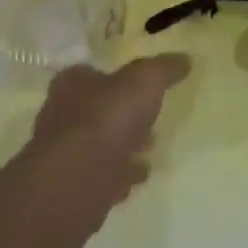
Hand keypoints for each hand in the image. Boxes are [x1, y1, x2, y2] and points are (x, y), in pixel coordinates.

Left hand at [21, 54, 190, 223]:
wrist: (74, 183)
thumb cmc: (105, 119)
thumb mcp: (143, 82)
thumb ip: (163, 69)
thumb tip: (185, 58)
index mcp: (72, 84)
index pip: (91, 73)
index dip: (115, 79)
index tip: (139, 89)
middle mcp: (61, 115)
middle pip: (96, 111)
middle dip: (122, 117)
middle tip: (149, 123)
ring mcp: (64, 155)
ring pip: (98, 146)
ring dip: (122, 148)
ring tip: (149, 152)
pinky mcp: (70, 189)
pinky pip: (99, 178)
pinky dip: (117, 176)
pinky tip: (136, 180)